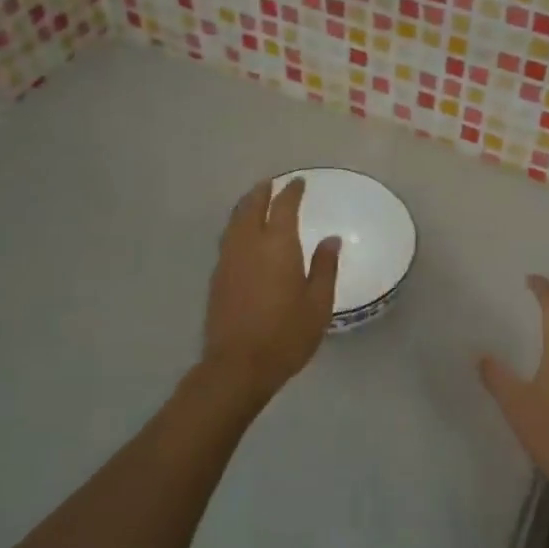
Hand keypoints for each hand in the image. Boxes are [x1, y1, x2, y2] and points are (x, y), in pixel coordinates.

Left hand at [203, 178, 340, 394]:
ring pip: (235, 222)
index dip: (291, 192)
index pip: (284, 207)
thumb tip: (331, 239)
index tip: (299, 182)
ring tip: (255, 201)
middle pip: (252, 207)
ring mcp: (229, 260)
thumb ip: (324, 267)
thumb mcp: (318, 304)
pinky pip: (228, 239)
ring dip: (246, 207)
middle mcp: (249, 245)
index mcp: (278, 246)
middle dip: (262, 192)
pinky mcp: (217, 277)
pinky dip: (237, 227)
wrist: (238, 365)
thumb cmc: (287, 335)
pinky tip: (243, 235)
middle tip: (271, 184)